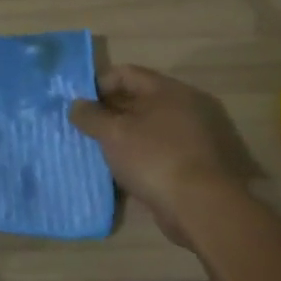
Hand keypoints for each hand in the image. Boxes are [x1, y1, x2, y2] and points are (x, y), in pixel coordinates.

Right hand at [69, 65, 239, 248]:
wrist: (204, 207)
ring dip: (126, 137)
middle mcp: (188, 107)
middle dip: (111, 112)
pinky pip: (162, 152)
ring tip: (100, 152)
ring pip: (151, 129)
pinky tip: (124, 173)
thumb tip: (76, 105)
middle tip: (85, 128)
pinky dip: (142, 157)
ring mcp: (197, 137)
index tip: (78, 104)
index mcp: (170, 90)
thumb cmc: (155, 159)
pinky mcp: (199, 165)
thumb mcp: (114, 134)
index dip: (99, 84)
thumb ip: (91, 116)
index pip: (127, 74)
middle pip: (141, 100)